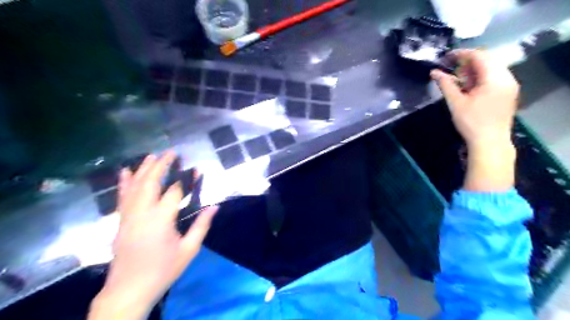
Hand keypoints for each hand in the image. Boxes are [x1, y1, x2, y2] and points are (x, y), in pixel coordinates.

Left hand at [89, 152, 218, 317]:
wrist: (129, 290)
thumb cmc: (163, 270)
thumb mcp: (189, 250)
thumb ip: (201, 226)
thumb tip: (215, 207)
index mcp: (161, 220)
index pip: (175, 191)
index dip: (186, 179)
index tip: (196, 169)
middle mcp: (142, 213)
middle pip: (151, 182)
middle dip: (162, 165)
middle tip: (172, 152)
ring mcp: (128, 216)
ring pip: (134, 186)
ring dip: (143, 169)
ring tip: (152, 155)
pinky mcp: (121, 222)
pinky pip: (122, 197)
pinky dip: (124, 183)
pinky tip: (125, 171)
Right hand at [433, 49, 519, 147]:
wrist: (490, 142)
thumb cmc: (471, 122)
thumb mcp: (456, 102)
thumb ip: (446, 84)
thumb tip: (434, 72)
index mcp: (495, 78)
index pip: (480, 56)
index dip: (462, 53)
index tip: (446, 56)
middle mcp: (507, 77)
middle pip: (488, 60)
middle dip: (468, 61)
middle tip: (450, 68)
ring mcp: (510, 85)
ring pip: (492, 68)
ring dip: (474, 69)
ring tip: (457, 78)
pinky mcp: (508, 93)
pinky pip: (495, 77)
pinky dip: (481, 77)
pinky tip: (469, 86)